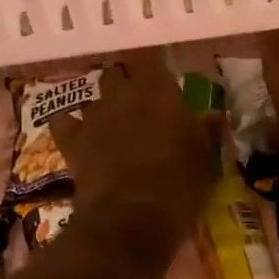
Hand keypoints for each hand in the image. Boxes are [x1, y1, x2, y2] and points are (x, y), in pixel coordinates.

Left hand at [50, 48, 213, 249]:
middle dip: (125, 84)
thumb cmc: (178, 188)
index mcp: (158, 92)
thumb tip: (214, 115)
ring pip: (93, 99)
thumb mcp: (205, 161)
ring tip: (114, 127)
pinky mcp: (72, 143)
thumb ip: (207, 132)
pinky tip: (78, 136)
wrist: (131, 221)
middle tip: (139, 104)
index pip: (148, 56)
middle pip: (117, 73)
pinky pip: (64, 123)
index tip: (159, 75)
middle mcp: (122, 95)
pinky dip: (70, 126)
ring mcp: (93, 118)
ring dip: (103, 109)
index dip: (151, 64)